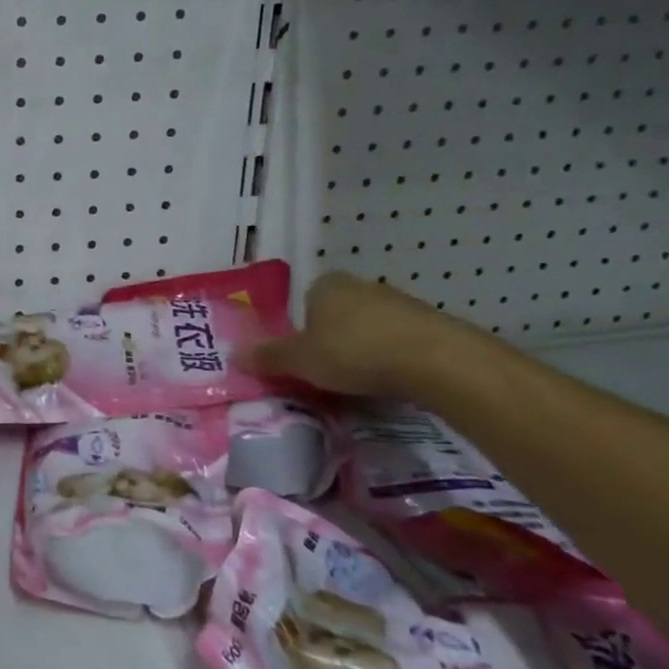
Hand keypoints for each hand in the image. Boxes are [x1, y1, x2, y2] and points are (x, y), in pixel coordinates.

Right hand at [239, 271, 468, 398]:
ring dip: (365, 350)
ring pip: (370, 327)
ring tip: (362, 383)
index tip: (304, 357)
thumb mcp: (299, 360)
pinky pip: (400, 341)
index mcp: (325, 285)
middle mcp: (361, 285)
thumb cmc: (353, 352)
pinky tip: (393, 382)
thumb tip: (232, 355)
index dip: (302, 329)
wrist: (436, 361)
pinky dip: (394, 359)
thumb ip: (267, 357)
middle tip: (328, 372)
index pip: (305, 301)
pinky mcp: (432, 324)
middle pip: (337, 314)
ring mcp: (400, 302)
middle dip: (333, 339)